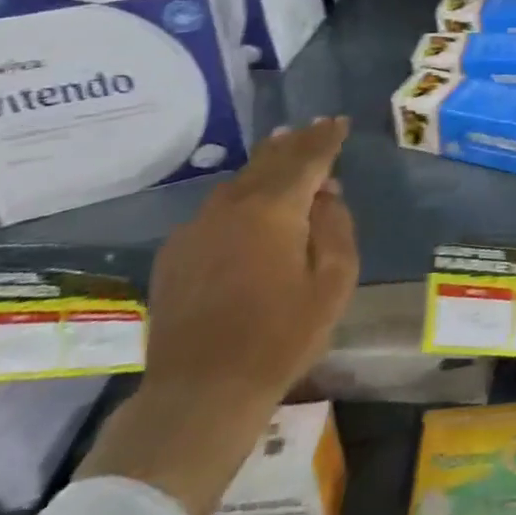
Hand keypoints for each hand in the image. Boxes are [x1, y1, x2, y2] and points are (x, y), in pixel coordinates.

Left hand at [78, 117, 359, 514]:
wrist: (200, 393)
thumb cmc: (281, 338)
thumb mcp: (333, 283)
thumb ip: (336, 228)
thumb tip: (325, 195)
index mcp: (275, 209)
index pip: (307, 158)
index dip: (326, 137)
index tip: (339, 121)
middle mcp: (232, 205)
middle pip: (270, 160)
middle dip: (296, 142)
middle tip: (314, 127)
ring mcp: (197, 227)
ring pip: (240, 181)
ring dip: (266, 164)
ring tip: (283, 150)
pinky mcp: (176, 252)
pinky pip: (215, 209)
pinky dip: (239, 196)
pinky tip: (246, 205)